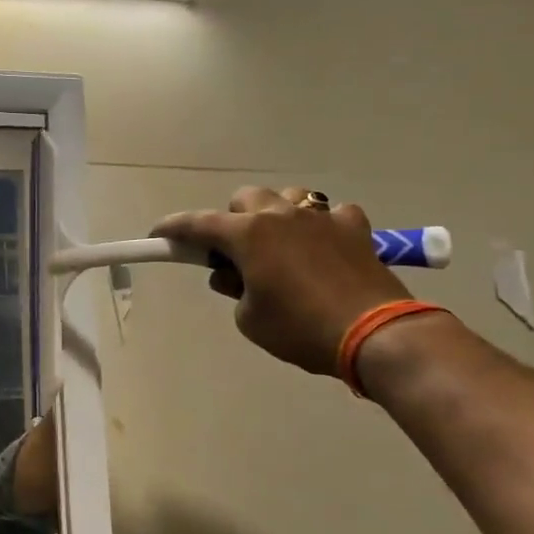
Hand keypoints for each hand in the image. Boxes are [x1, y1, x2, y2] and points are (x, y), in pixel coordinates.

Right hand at [151, 186, 416, 375]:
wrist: (374, 334)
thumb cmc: (300, 329)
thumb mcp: (250, 319)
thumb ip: (234, 289)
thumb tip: (236, 275)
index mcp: (249, 234)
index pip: (198, 224)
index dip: (173, 229)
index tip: (159, 235)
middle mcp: (281, 215)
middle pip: (245, 200)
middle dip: (233, 221)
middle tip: (236, 255)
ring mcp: (321, 217)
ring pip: (287, 199)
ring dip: (275, 217)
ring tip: (280, 248)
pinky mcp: (354, 227)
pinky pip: (329, 215)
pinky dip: (319, 228)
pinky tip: (323, 249)